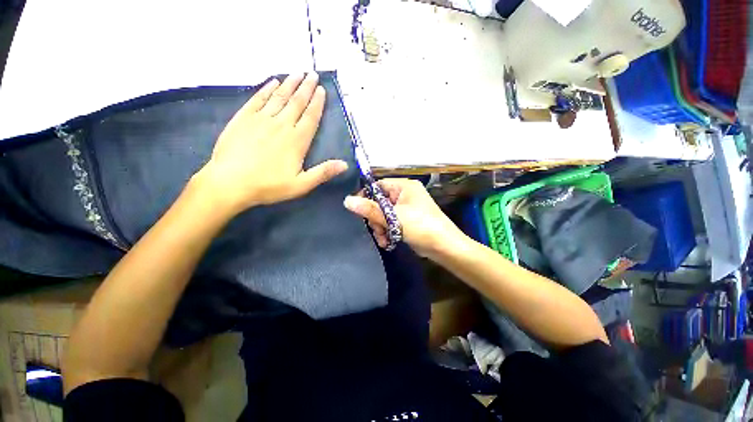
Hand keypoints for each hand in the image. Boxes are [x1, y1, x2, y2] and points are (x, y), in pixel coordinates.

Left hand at [194, 73, 347, 214]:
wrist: (230, 182)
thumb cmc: (269, 186)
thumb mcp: (301, 185)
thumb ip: (323, 173)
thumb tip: (345, 164)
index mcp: (296, 141)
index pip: (310, 117)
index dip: (317, 103)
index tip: (322, 90)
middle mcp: (281, 125)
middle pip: (296, 102)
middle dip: (306, 88)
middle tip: (313, 74)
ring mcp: (261, 119)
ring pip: (279, 97)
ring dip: (289, 84)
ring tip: (297, 73)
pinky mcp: (243, 118)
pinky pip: (257, 99)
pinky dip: (266, 89)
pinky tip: (272, 82)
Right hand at [344, 179, 464, 256]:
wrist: (444, 247)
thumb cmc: (420, 226)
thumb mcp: (393, 218)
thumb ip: (370, 209)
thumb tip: (347, 200)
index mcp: (404, 186)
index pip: (378, 186)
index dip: (366, 197)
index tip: (357, 211)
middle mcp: (405, 194)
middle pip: (379, 202)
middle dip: (375, 218)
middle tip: (376, 230)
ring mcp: (406, 208)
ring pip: (383, 214)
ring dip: (380, 227)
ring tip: (383, 239)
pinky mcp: (407, 220)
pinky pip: (390, 222)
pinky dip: (387, 232)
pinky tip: (387, 242)